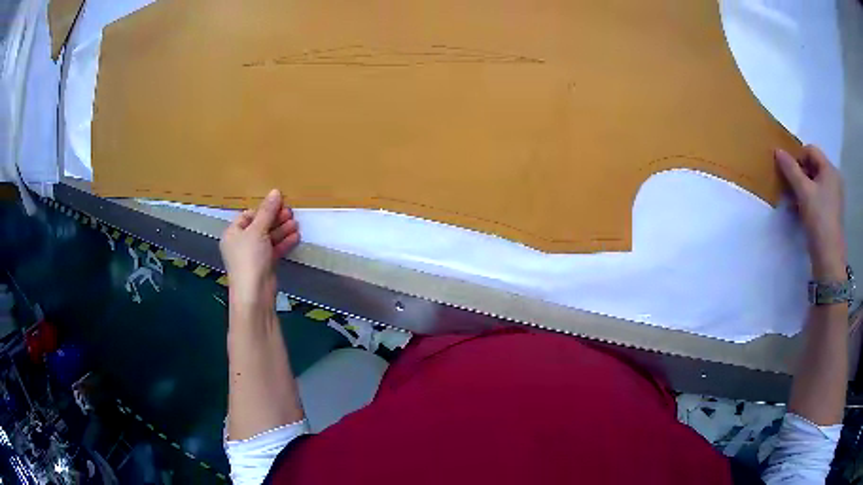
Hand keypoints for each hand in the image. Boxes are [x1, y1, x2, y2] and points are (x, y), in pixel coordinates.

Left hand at [219, 189, 299, 307]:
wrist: (254, 293)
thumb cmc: (249, 258)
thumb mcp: (258, 230)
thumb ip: (267, 211)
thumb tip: (275, 191)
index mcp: (232, 233)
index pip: (247, 215)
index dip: (263, 210)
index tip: (278, 205)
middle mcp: (240, 243)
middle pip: (259, 226)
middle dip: (275, 219)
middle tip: (290, 213)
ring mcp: (253, 255)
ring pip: (268, 238)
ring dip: (282, 230)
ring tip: (296, 224)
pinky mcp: (264, 265)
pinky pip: (274, 249)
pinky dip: (283, 243)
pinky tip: (295, 236)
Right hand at [775, 145, 845, 279]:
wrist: (829, 258)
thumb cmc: (819, 219)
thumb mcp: (803, 191)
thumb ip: (791, 169)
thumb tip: (777, 151)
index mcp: (830, 169)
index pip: (811, 151)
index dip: (798, 157)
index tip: (788, 172)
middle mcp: (834, 179)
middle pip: (814, 166)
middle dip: (800, 174)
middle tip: (789, 187)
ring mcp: (835, 197)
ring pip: (815, 183)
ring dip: (803, 188)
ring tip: (793, 201)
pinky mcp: (832, 212)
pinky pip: (819, 197)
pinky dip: (809, 200)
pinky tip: (801, 211)